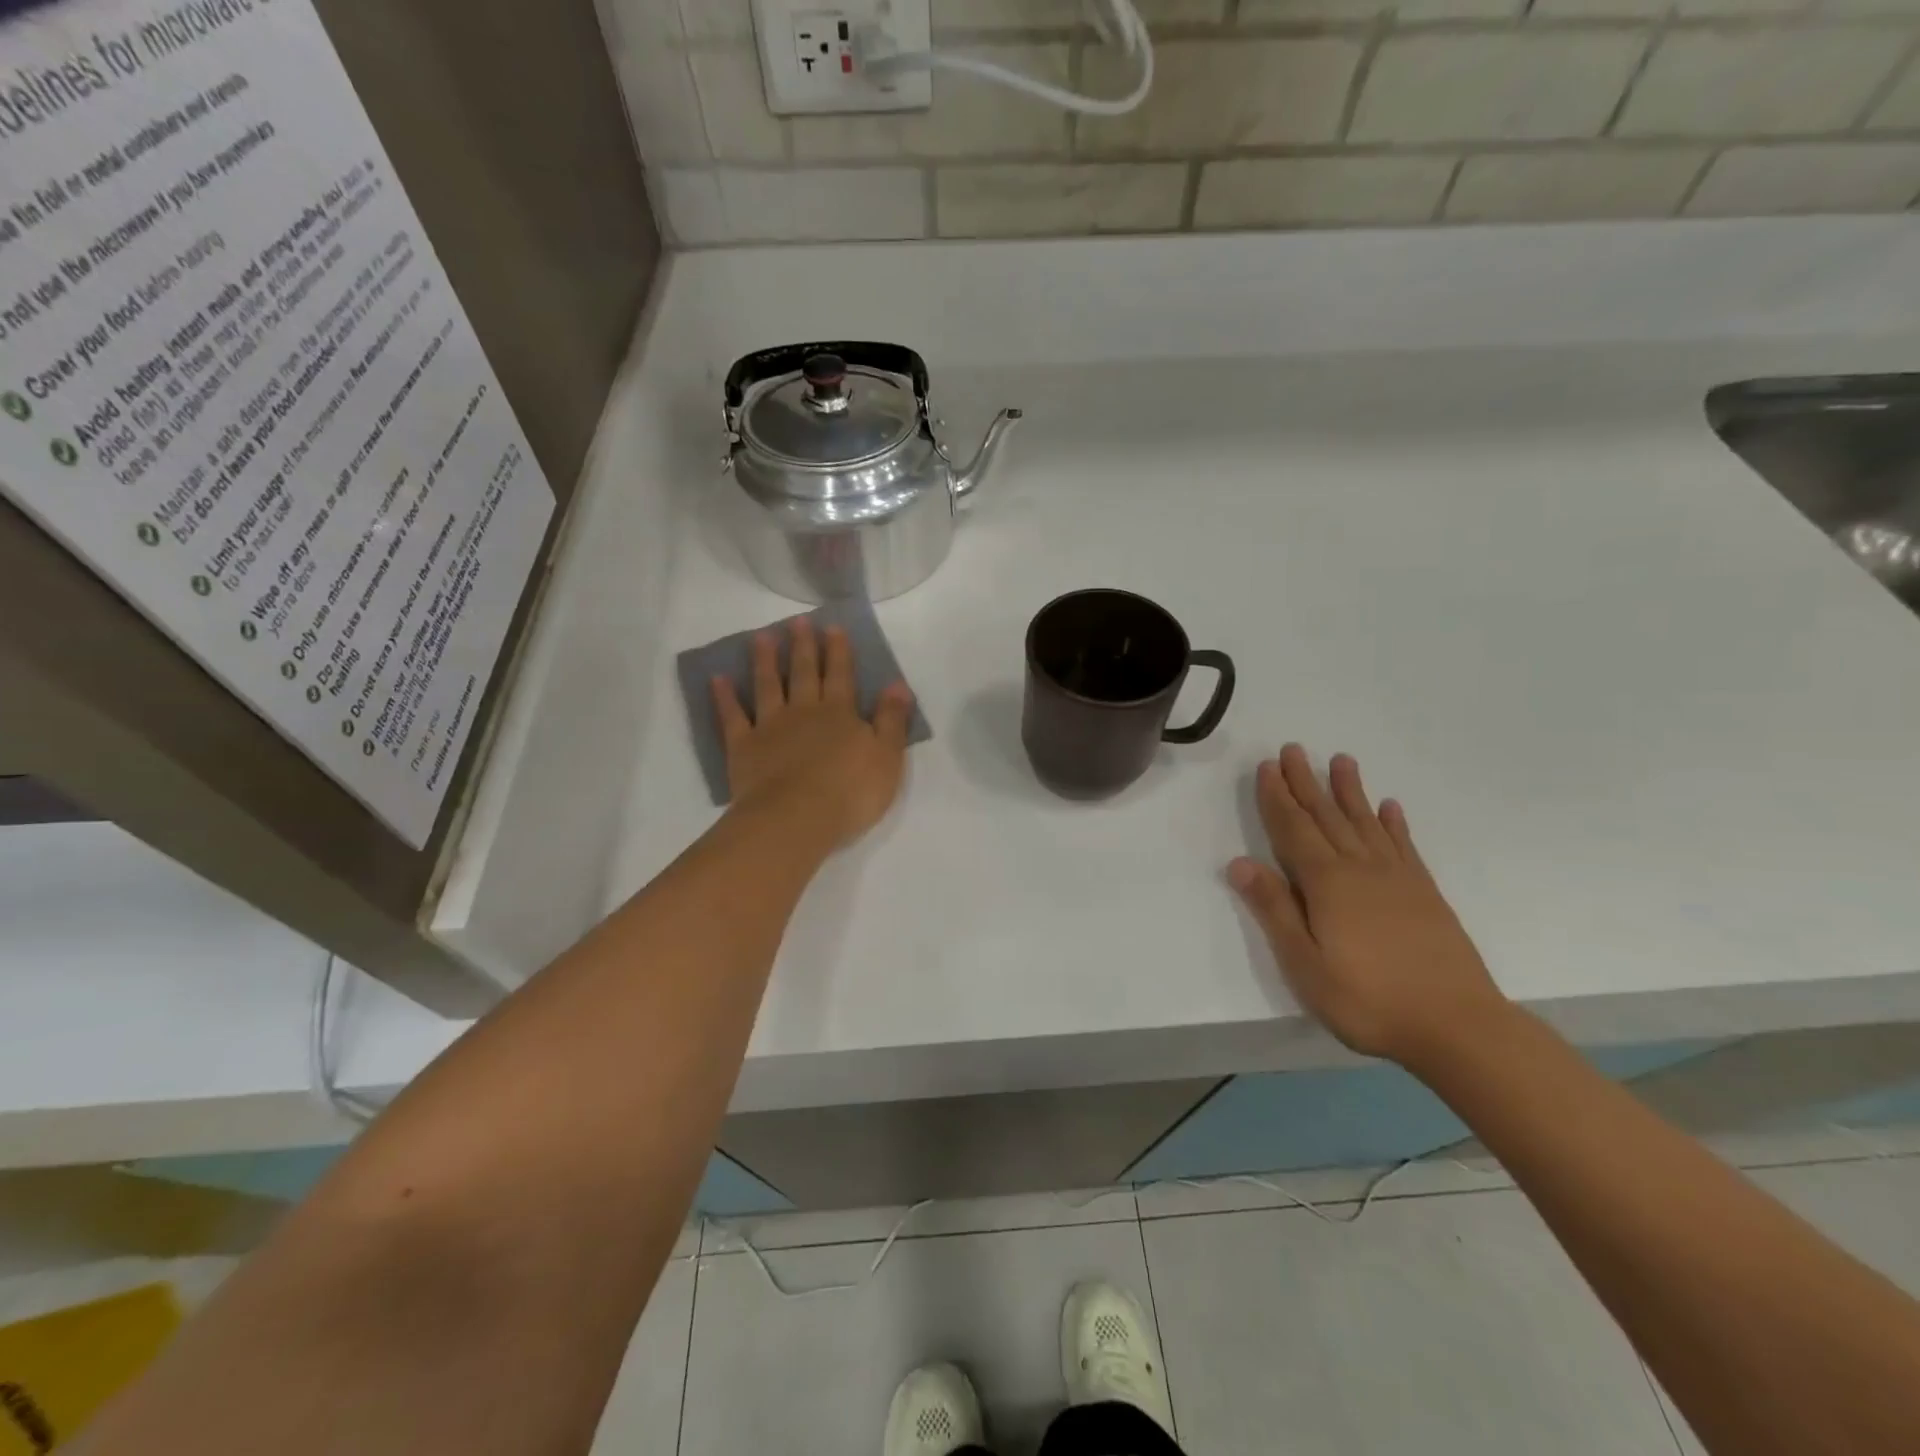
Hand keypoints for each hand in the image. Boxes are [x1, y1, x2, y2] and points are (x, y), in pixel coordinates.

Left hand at [713, 618, 913, 849]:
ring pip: (768, 685)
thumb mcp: (887, 757)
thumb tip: (897, 685)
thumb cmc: (850, 791)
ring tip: (761, 637)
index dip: (838, 651)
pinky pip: (732, 716)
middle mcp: (804, 711)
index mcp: (840, 713)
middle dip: (803, 646)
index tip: (832, 627)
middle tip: (796, 621)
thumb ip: (892, 720)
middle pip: (803, 673)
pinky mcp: (743, 747)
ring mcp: (770, 727)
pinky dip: (725, 697)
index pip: (841, 675)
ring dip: (765, 661)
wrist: (796, 818)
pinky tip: (718, 679)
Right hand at [1228, 744, 1507, 1067]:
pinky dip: (1393, 824)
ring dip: (1350, 791)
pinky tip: (1390, 808)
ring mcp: (1398, 879)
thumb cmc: (1367, 1000)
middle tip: (1293, 749)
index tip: (1267, 766)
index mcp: (1326, 884)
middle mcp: (1360, 869)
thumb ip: (1274, 910)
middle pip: (1326, 817)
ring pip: (1365, 823)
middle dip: (1306, 782)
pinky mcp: (1425, 894)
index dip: (1277, 798)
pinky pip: (1404, 846)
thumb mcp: (1304, 963)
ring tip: (1341, 760)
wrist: (1457, 1027)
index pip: (1293, 829)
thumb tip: (1240, 863)